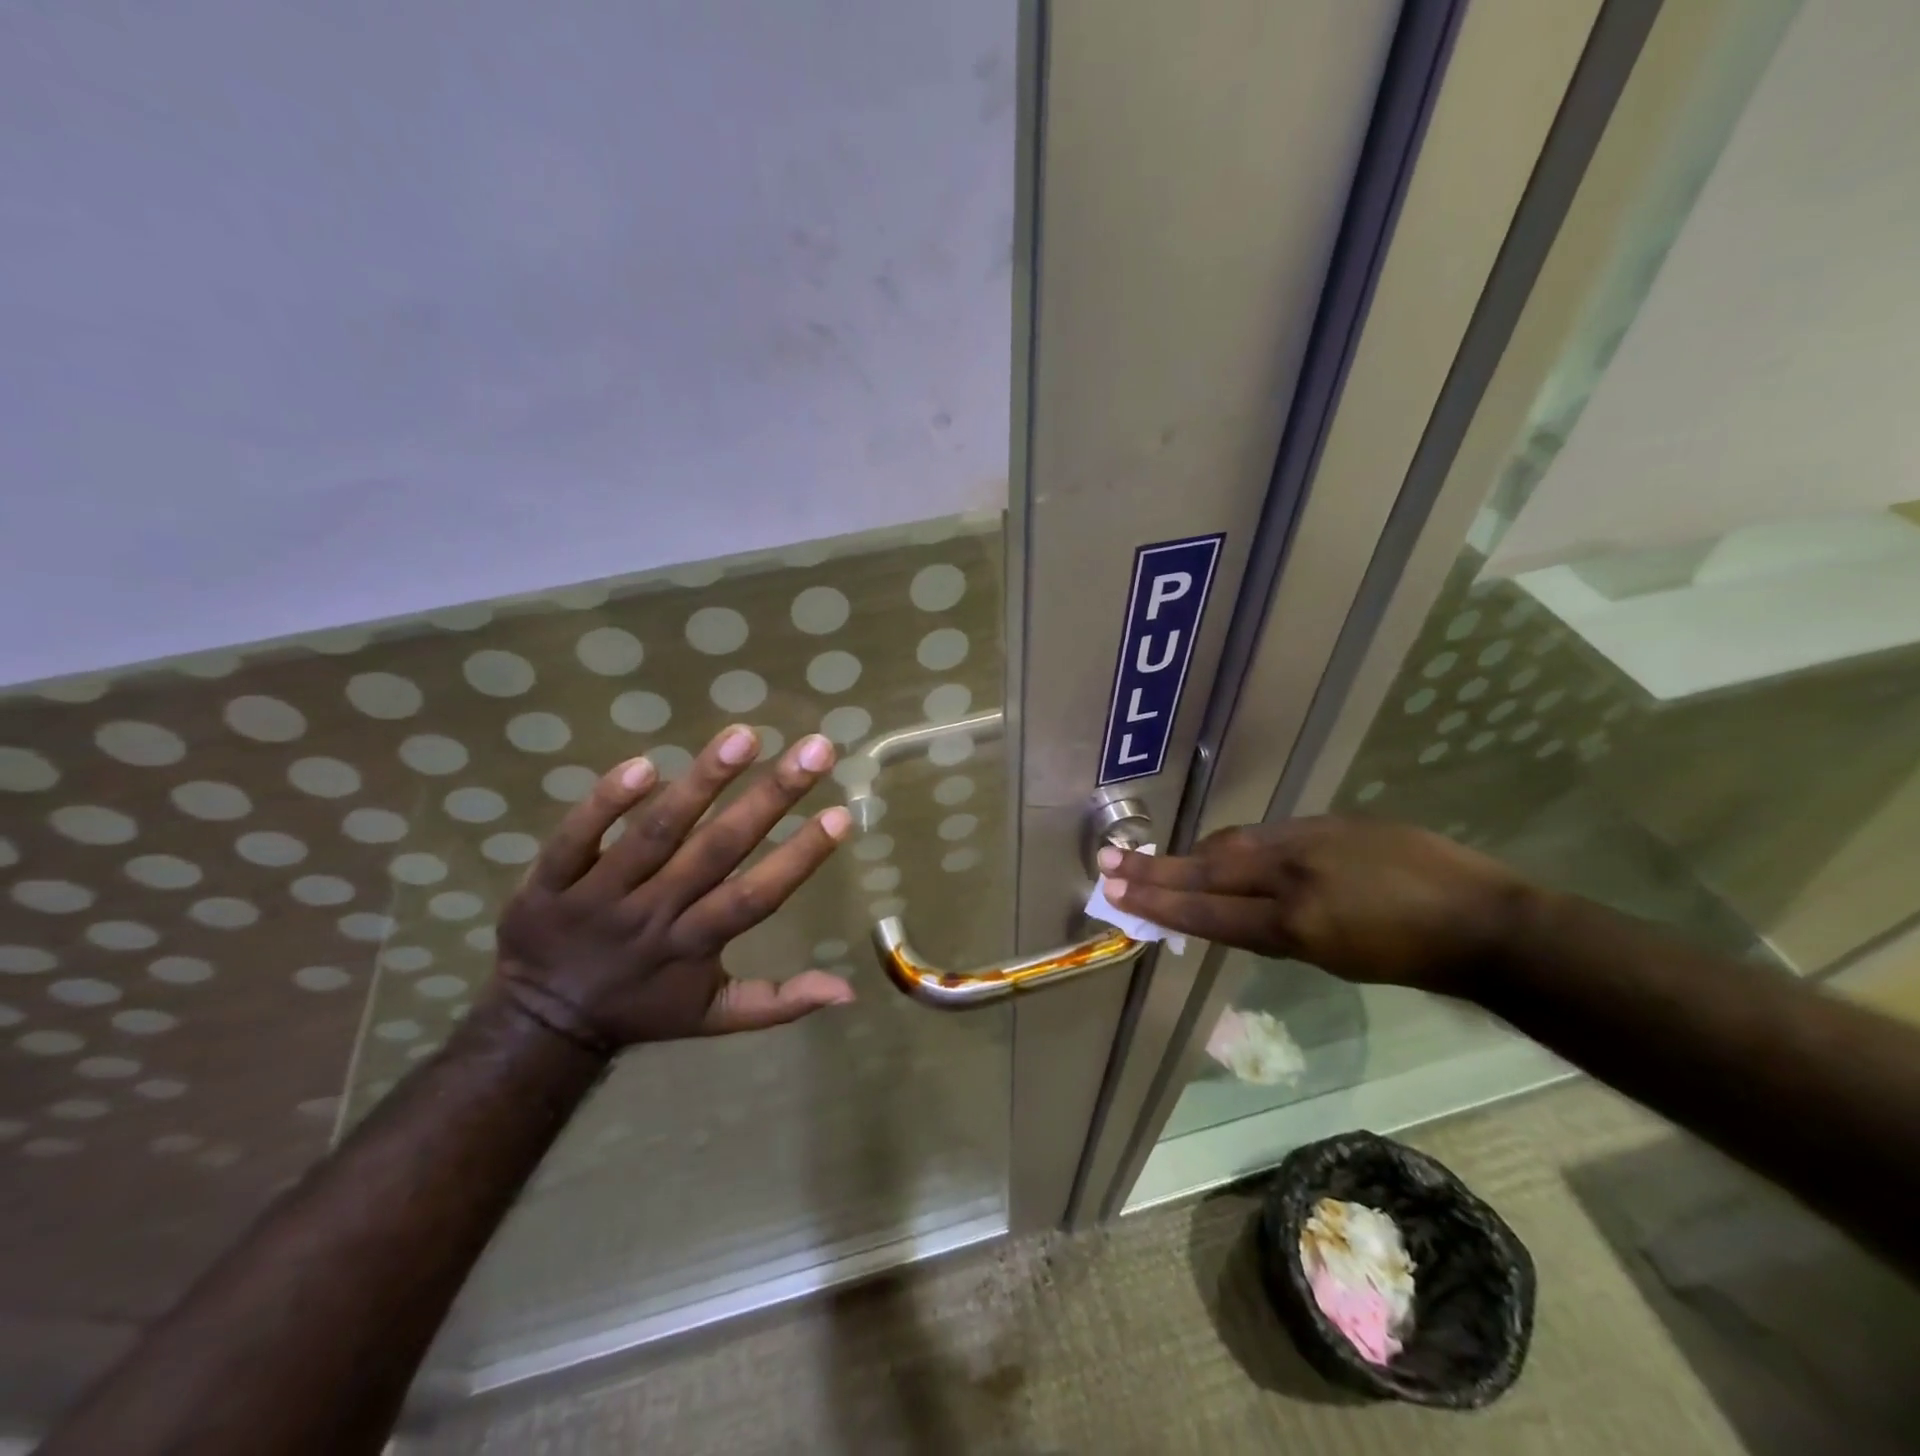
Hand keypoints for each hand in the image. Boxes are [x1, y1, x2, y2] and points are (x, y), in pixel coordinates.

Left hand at [492, 724, 854, 1052]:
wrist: (541, 1024)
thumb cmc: (643, 1009)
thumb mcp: (714, 1017)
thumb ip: (780, 1002)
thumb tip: (850, 992)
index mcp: (694, 945)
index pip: (755, 897)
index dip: (799, 858)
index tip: (840, 814)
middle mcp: (653, 914)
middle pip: (716, 850)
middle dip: (770, 797)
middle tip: (815, 749)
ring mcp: (598, 895)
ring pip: (655, 834)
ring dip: (701, 783)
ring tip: (743, 736)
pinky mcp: (549, 880)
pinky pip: (576, 837)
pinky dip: (607, 803)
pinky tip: (644, 763)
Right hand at [1098, 816, 1529, 995]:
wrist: (1484, 920)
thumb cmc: (1411, 959)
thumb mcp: (1335, 960)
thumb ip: (1277, 931)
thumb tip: (1233, 908)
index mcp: (1297, 923)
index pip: (1210, 910)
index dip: (1159, 901)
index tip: (1116, 891)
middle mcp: (1294, 875)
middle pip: (1209, 868)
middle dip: (1155, 869)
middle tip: (1109, 861)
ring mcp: (1311, 840)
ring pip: (1233, 843)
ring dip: (1192, 854)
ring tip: (1157, 861)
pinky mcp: (1329, 821)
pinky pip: (1267, 833)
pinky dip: (1236, 844)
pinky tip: (1225, 849)